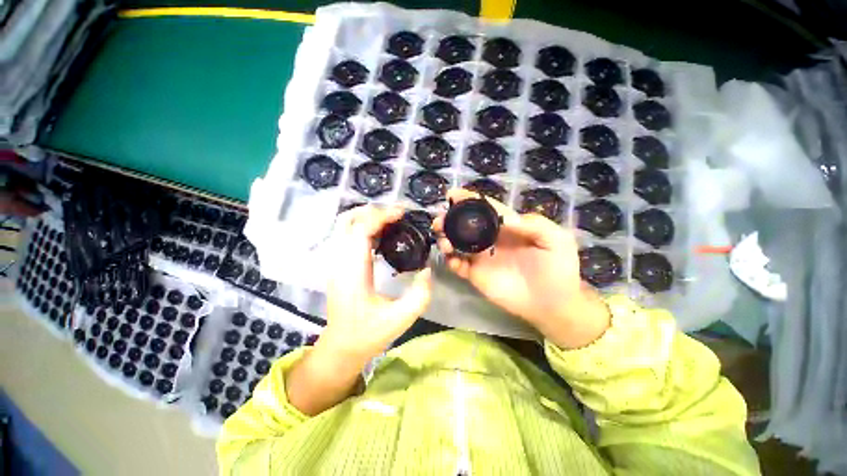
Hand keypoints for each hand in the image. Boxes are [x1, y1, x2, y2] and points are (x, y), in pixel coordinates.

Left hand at [287, 205, 431, 415]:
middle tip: (395, 215)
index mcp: (353, 272)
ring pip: (343, 225)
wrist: (342, 346)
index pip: (361, 230)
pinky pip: (346, 235)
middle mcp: (339, 262)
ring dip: (366, 217)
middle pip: (347, 221)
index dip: (381, 216)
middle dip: (372, 211)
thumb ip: (420, 294)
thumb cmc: (368, 334)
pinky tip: (381, 236)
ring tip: (390, 221)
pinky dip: (362, 227)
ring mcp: (335, 263)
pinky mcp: (337, 266)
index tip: (401, 214)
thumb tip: (427, 270)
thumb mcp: (401, 318)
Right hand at [433, 189, 609, 348]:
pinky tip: (452, 260)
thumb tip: (506, 219)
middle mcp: (490, 239)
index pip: (485, 209)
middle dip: (450, 220)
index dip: (469, 200)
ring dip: (446, 239)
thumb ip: (533, 224)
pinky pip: (458, 266)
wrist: (553, 304)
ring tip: (443, 241)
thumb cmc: (558, 269)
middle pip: (465, 225)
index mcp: (506, 227)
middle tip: (439, 221)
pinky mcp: (476, 275)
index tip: (452, 194)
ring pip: (457, 243)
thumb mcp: (556, 240)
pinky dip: (450, 261)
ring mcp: (481, 257)